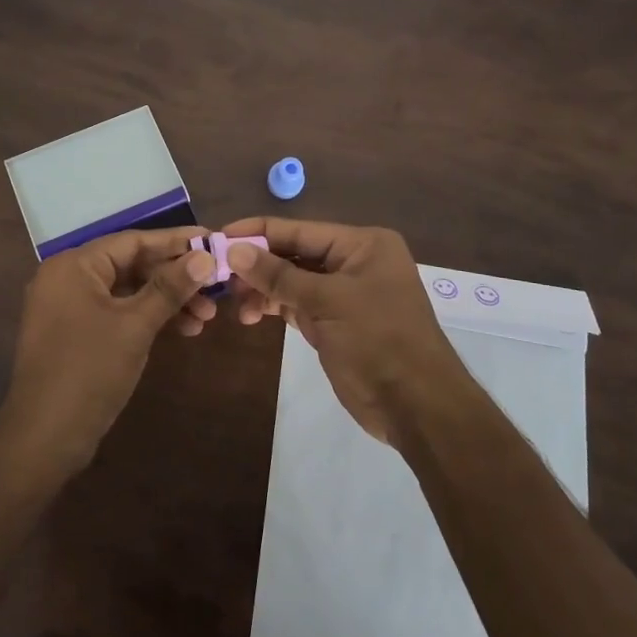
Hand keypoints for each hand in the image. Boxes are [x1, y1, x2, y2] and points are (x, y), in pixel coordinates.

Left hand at [0, 227, 216, 469]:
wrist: (44, 439)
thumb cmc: (89, 371)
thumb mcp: (135, 325)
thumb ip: (170, 287)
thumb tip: (205, 257)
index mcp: (74, 265)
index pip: (132, 241)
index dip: (175, 241)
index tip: (213, 242)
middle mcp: (68, 278)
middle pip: (131, 265)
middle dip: (175, 277)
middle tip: (216, 288)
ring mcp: (70, 308)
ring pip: (128, 291)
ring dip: (167, 300)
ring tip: (206, 317)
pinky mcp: (77, 334)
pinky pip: (118, 312)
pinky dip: (148, 317)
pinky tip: (182, 329)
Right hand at [222, 218, 472, 445]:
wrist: (417, 406)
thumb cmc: (378, 340)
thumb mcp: (327, 302)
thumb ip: (278, 275)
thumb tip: (234, 250)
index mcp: (362, 244)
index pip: (300, 229)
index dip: (258, 232)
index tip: (219, 236)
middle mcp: (354, 261)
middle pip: (294, 253)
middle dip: (258, 264)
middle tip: (220, 277)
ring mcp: (345, 292)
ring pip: (293, 280)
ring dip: (264, 289)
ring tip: (238, 306)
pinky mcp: (336, 321)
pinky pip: (298, 303)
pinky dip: (276, 306)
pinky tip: (253, 315)